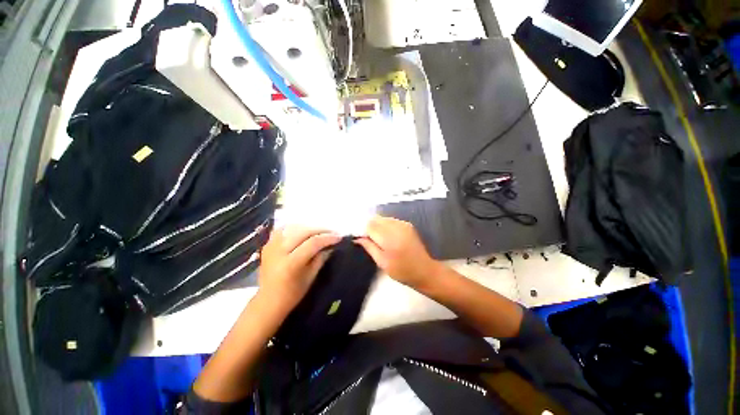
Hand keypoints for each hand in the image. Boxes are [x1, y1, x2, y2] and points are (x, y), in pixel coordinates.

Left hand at [258, 226, 340, 313]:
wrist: (267, 301)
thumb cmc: (292, 294)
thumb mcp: (310, 277)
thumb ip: (321, 258)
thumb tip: (331, 245)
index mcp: (291, 263)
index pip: (313, 243)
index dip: (328, 238)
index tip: (339, 237)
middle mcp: (279, 251)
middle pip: (304, 232)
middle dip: (321, 230)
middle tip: (333, 232)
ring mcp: (271, 246)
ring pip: (294, 227)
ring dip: (310, 228)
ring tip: (320, 232)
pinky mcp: (268, 244)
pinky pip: (284, 229)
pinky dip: (296, 228)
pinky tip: (304, 231)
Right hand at [355, 216, 440, 288]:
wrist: (425, 270)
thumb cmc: (402, 271)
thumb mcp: (382, 262)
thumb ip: (369, 247)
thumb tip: (357, 238)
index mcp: (389, 238)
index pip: (370, 225)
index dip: (362, 230)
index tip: (359, 237)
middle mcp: (396, 227)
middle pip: (376, 219)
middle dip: (368, 226)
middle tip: (366, 238)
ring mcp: (403, 224)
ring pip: (382, 218)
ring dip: (376, 225)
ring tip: (376, 238)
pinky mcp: (407, 224)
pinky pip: (390, 220)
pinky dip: (384, 225)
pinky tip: (385, 235)